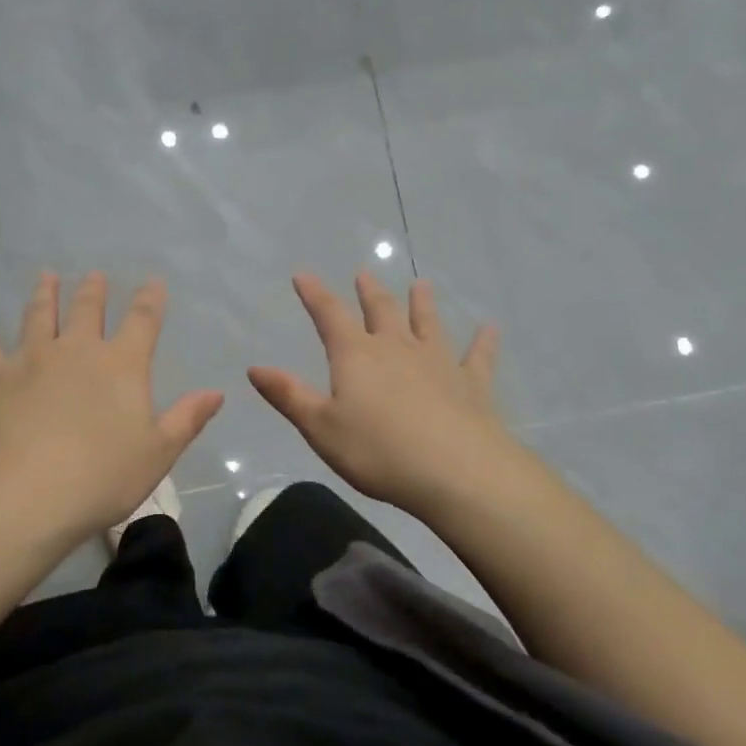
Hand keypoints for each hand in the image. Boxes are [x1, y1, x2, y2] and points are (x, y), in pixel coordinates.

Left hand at [0, 272, 222, 548]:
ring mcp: (33, 359)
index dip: (150, 300)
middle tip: (94, 275)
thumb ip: (187, 419)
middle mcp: (78, 351)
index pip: (142, 322)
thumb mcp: (158, 453)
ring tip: (47, 276)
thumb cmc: (101, 477)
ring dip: (45, 294)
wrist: (27, 494)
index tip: (153, 282)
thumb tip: (216, 392)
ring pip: (40, 316)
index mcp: (122, 366)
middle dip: (94, 291)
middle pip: (88, 311)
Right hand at [249, 272, 509, 516]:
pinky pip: (478, 356)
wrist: (456, 471)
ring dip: (423, 303)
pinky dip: (483, 341)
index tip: (304, 275)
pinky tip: (490, 329)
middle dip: (369, 292)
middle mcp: (397, 348)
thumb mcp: (321, 428)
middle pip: (382, 311)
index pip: (330, 316)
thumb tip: (254, 368)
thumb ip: (289, 396)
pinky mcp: (472, 383)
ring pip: (428, 323)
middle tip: (365, 273)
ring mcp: (438, 362)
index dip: (315, 295)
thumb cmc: (378, 451)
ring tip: (421, 284)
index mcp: (356, 356)